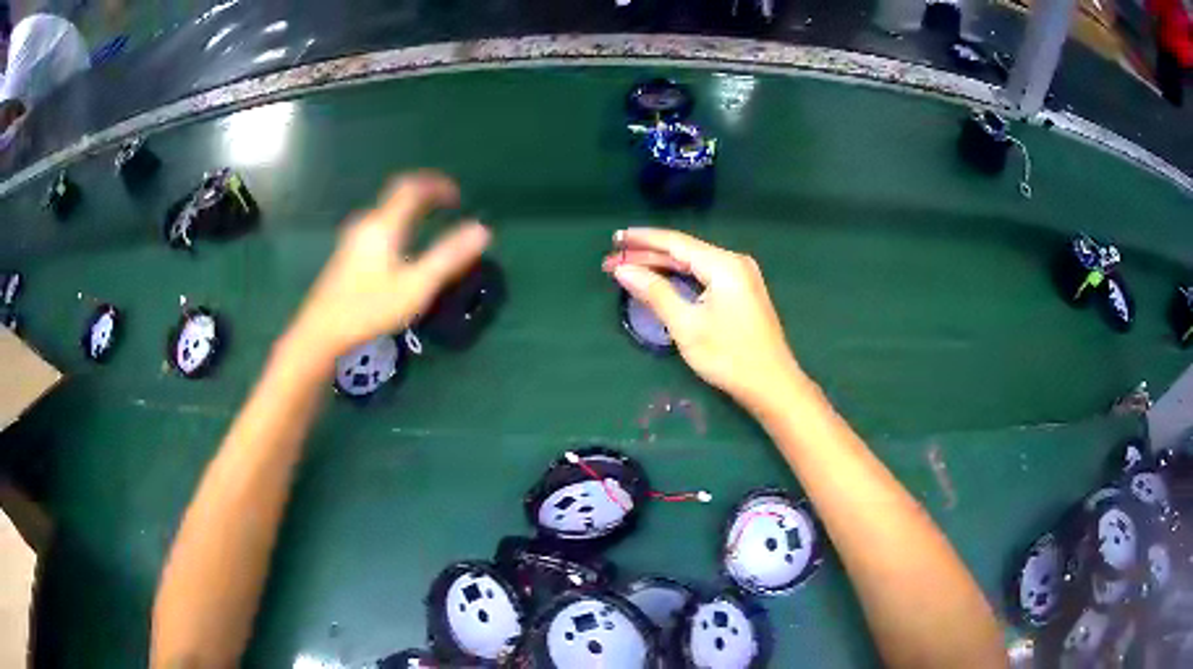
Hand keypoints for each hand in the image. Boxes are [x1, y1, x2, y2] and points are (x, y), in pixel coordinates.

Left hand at [290, 172, 489, 359]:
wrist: (320, 333)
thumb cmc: (369, 309)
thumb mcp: (416, 286)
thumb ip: (448, 257)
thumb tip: (483, 230)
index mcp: (384, 224)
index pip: (412, 187)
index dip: (437, 185)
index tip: (458, 197)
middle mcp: (366, 223)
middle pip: (397, 195)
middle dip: (425, 195)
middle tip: (447, 206)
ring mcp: (352, 239)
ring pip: (386, 212)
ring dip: (410, 210)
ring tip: (429, 223)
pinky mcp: (346, 255)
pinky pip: (377, 226)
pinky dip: (398, 224)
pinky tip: (401, 248)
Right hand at [603, 228, 803, 409]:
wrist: (772, 385)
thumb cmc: (729, 357)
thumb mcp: (686, 326)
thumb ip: (654, 292)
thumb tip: (623, 270)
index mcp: (724, 264)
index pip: (675, 242)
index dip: (642, 240)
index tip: (615, 238)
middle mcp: (734, 262)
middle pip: (684, 251)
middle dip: (647, 255)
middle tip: (612, 260)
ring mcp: (741, 276)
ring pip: (693, 263)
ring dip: (661, 266)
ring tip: (629, 267)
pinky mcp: (742, 291)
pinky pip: (704, 275)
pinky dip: (679, 277)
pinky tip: (660, 279)